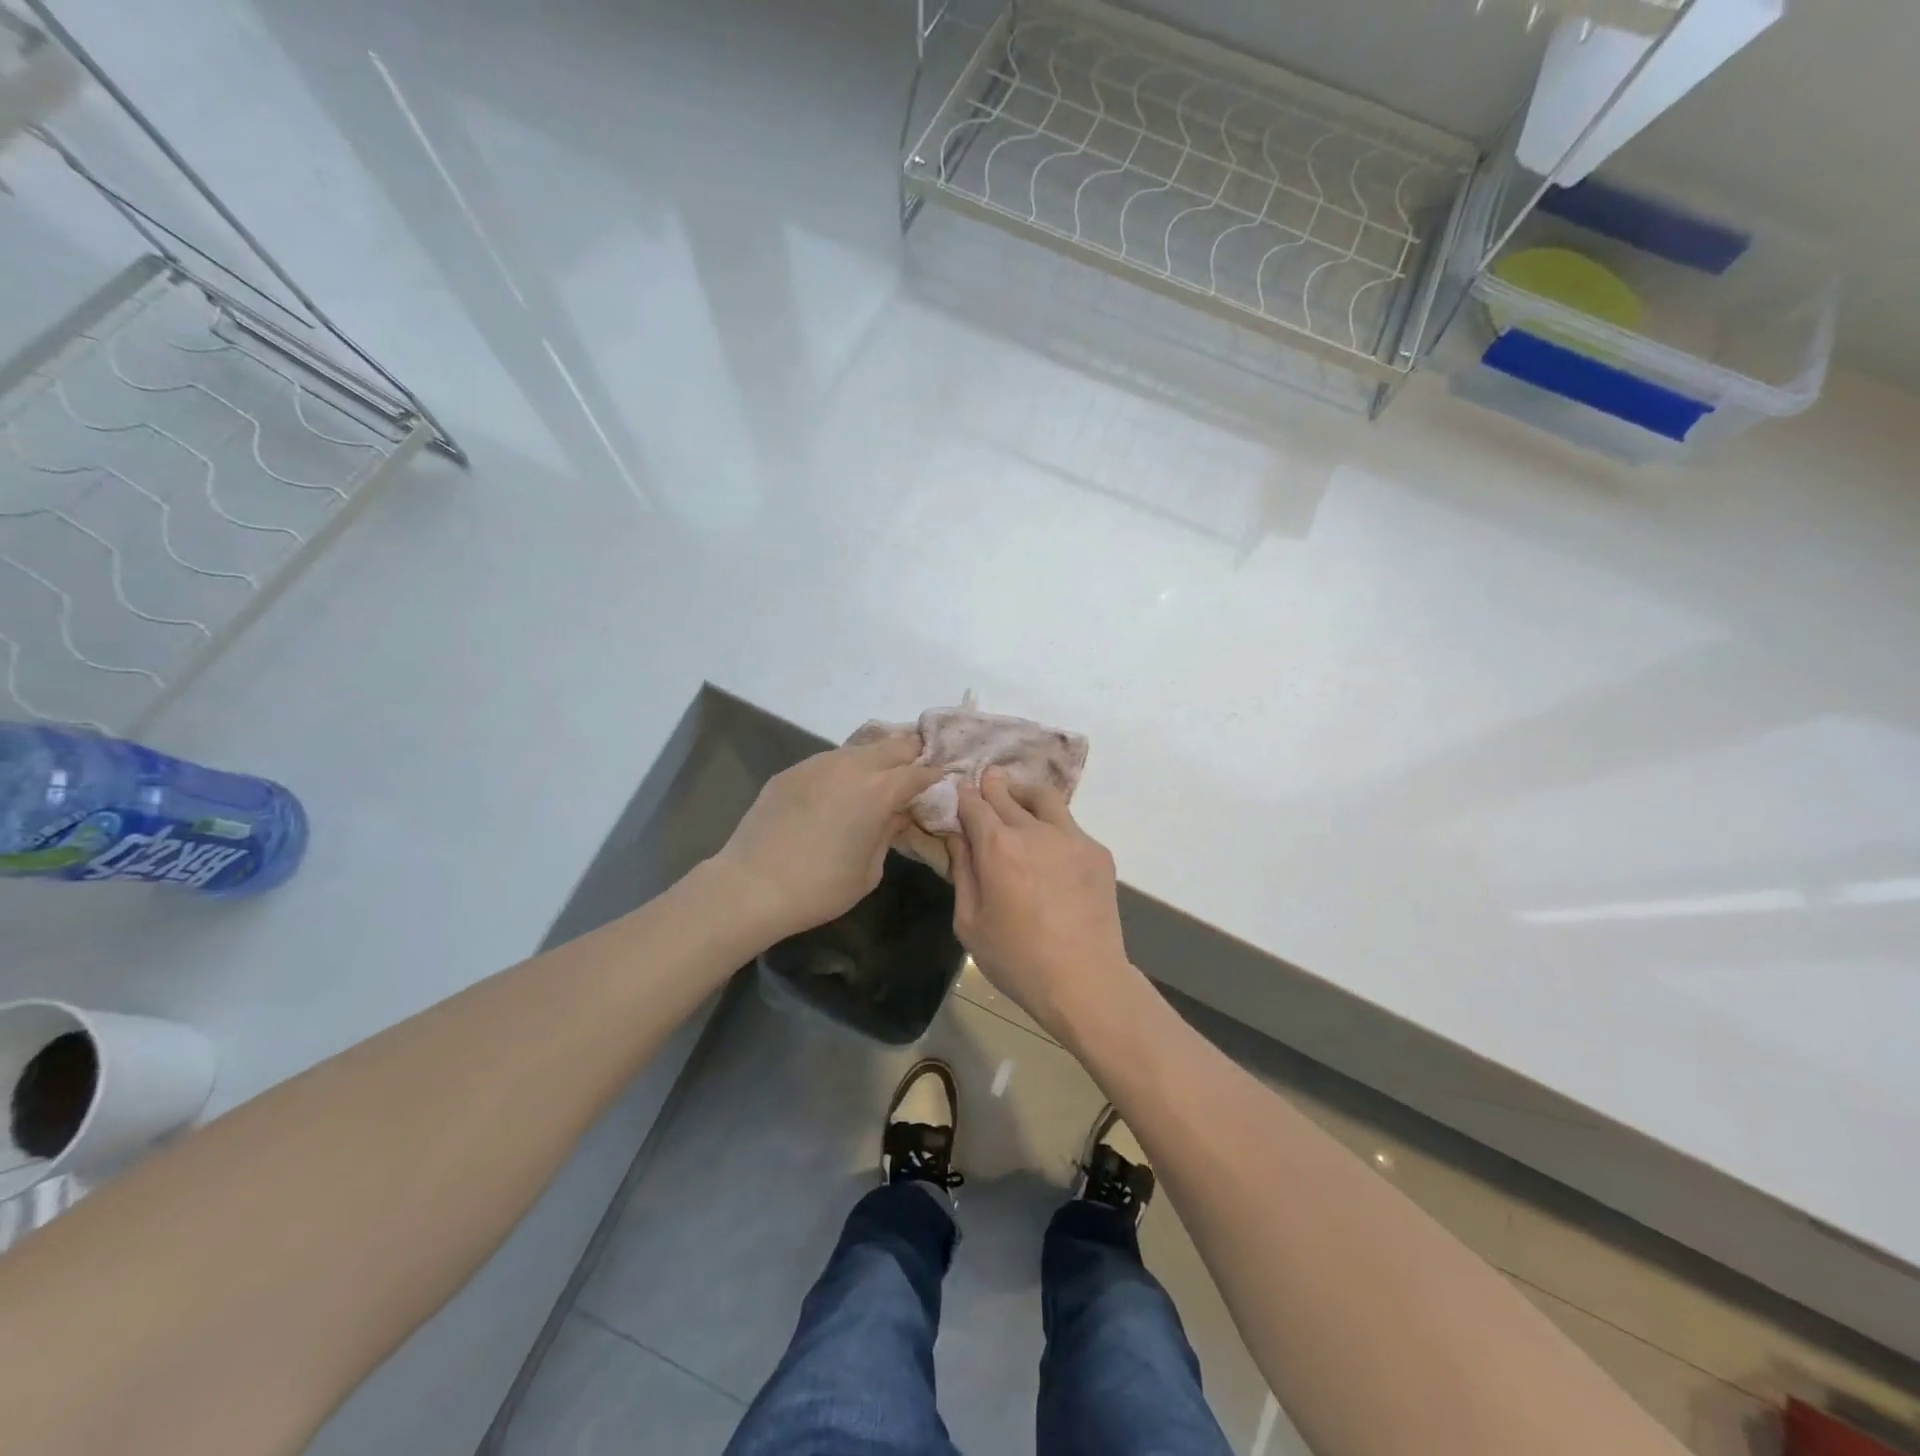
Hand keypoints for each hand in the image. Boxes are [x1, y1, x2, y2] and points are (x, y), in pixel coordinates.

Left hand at [712, 736, 943, 943]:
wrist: (752, 886)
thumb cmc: (820, 888)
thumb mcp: (869, 871)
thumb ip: (888, 834)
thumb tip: (896, 815)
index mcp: (879, 790)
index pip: (919, 772)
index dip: (933, 776)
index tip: (940, 782)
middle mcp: (851, 766)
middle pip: (893, 745)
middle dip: (910, 756)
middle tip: (915, 771)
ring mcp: (817, 763)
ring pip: (859, 748)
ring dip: (875, 759)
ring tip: (877, 778)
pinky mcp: (792, 771)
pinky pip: (828, 761)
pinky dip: (842, 770)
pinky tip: (837, 791)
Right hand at [949, 768, 1133, 1040]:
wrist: (1084, 979)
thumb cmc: (1016, 959)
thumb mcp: (969, 922)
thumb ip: (962, 872)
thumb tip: (958, 838)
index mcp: (997, 846)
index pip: (975, 804)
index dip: (964, 796)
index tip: (960, 792)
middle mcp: (1033, 830)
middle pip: (1007, 793)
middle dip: (992, 786)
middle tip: (986, 782)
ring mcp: (1071, 837)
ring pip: (1044, 797)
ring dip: (1025, 793)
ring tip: (1018, 800)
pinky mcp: (1097, 851)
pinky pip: (1069, 825)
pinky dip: (1053, 824)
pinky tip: (1049, 846)